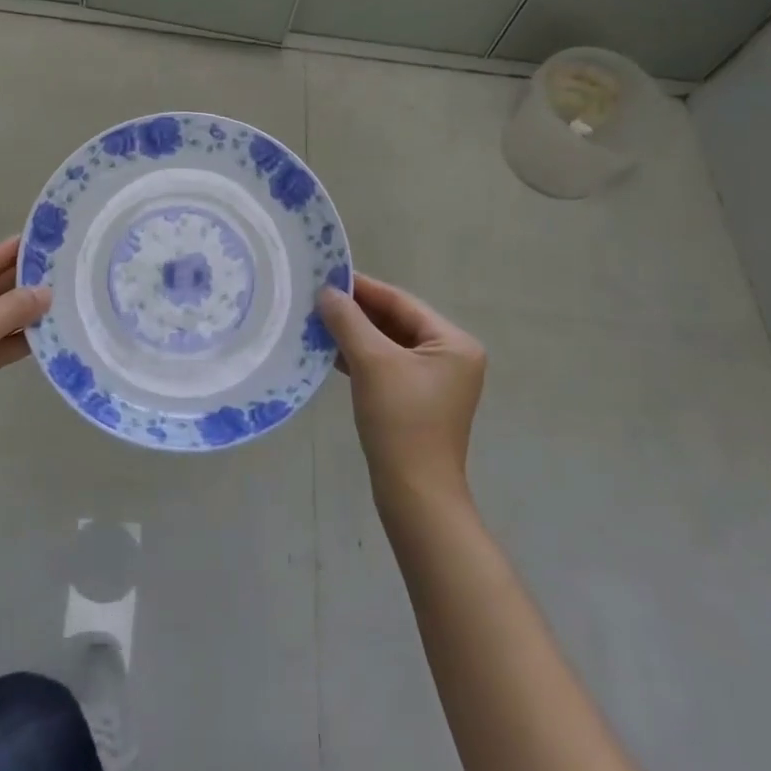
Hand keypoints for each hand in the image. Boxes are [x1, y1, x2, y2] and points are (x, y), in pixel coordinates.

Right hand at [318, 275, 486, 502]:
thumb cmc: (400, 421)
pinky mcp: (418, 400)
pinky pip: (386, 365)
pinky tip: (331, 352)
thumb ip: (348, 321)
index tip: (326, 276)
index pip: (400, 302)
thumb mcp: (371, 362)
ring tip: (317, 322)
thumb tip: (326, 292)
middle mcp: (451, 357)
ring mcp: (435, 381)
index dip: (362, 288)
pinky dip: (360, 357)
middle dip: (356, 312)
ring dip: (354, 334)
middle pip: (395, 321)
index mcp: (453, 343)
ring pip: (388, 344)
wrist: (415, 495)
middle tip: (316, 299)